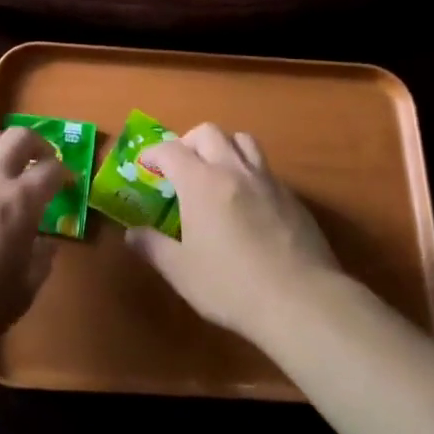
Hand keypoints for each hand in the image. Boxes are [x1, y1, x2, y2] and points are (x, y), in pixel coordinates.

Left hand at [0, 126, 68, 363]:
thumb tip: (46, 243)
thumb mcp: (20, 295)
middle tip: (40, 161)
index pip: (51, 170)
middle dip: (37, 144)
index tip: (66, 183)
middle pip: (19, 136)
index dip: (64, 173)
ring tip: (1, 164)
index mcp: (18, 202)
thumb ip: (40, 263)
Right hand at [126, 123, 341, 342]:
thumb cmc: (232, 285)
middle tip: (180, 166)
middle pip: (209, 132)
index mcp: (201, 182)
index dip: (154, 153)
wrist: (301, 301)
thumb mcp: (182, 272)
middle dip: (189, 142)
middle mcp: (234, 170)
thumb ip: (153, 247)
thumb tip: (132, 234)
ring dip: (224, 147)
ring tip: (216, 172)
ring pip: (243, 141)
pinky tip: (248, 203)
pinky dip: (249, 173)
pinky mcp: (292, 198)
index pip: (171, 150)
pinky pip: (266, 170)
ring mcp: (267, 181)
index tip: (145, 165)